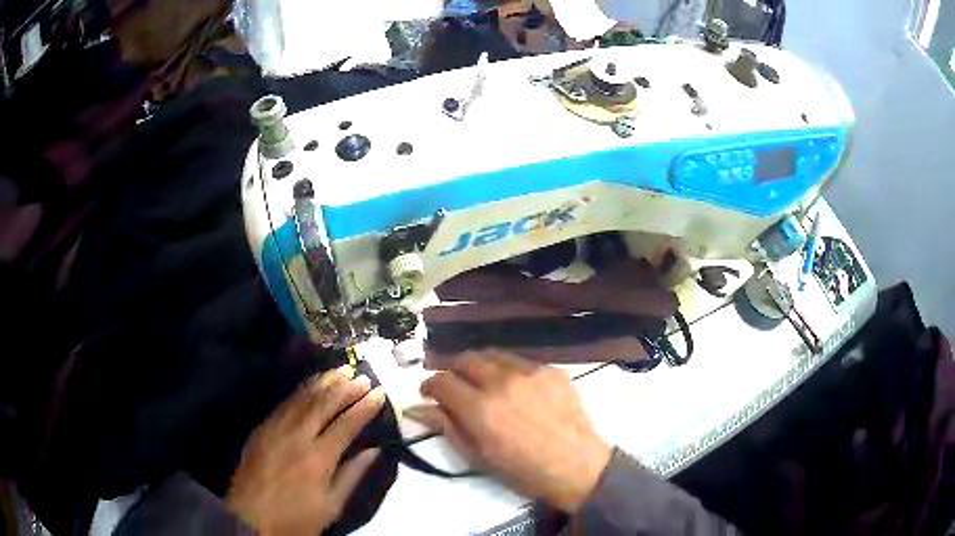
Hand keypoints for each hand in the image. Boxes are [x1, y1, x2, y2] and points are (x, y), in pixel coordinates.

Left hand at [226, 366, 385, 534]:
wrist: (250, 518)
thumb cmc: (296, 517)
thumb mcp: (331, 506)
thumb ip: (352, 476)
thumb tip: (373, 451)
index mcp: (319, 457)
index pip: (346, 424)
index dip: (364, 407)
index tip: (379, 393)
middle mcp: (297, 436)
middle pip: (324, 404)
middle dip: (345, 388)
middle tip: (362, 376)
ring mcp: (276, 429)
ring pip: (302, 398)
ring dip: (323, 383)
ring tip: (340, 371)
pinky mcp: (262, 428)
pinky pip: (284, 403)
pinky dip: (300, 391)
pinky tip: (309, 385)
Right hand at [405, 352, 611, 511]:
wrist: (577, 465)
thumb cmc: (523, 471)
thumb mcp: (478, 456)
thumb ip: (447, 427)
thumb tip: (416, 407)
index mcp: (480, 408)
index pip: (442, 381)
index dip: (429, 385)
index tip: (429, 394)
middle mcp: (502, 382)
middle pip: (465, 359)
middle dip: (452, 370)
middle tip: (454, 387)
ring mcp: (530, 372)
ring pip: (493, 355)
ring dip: (479, 365)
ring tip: (482, 382)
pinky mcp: (552, 370)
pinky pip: (521, 362)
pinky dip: (508, 370)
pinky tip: (515, 388)